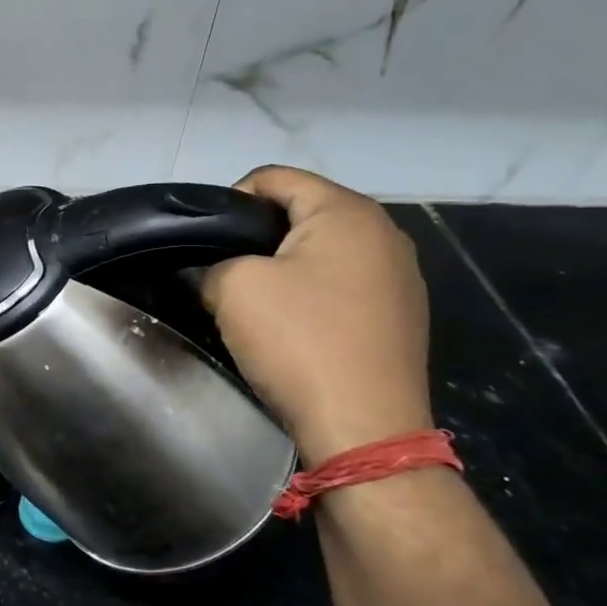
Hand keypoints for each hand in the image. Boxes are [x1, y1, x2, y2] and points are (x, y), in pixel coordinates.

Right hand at [200, 166, 433, 465]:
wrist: (363, 427)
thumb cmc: (298, 341)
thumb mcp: (233, 287)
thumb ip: (215, 262)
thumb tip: (221, 272)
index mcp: (347, 212)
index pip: (275, 178)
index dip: (230, 200)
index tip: (205, 239)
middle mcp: (384, 233)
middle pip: (303, 211)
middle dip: (257, 234)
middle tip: (222, 269)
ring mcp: (400, 277)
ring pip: (323, 250)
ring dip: (284, 266)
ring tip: (253, 299)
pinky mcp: (400, 315)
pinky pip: (342, 284)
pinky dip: (311, 293)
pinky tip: (292, 326)